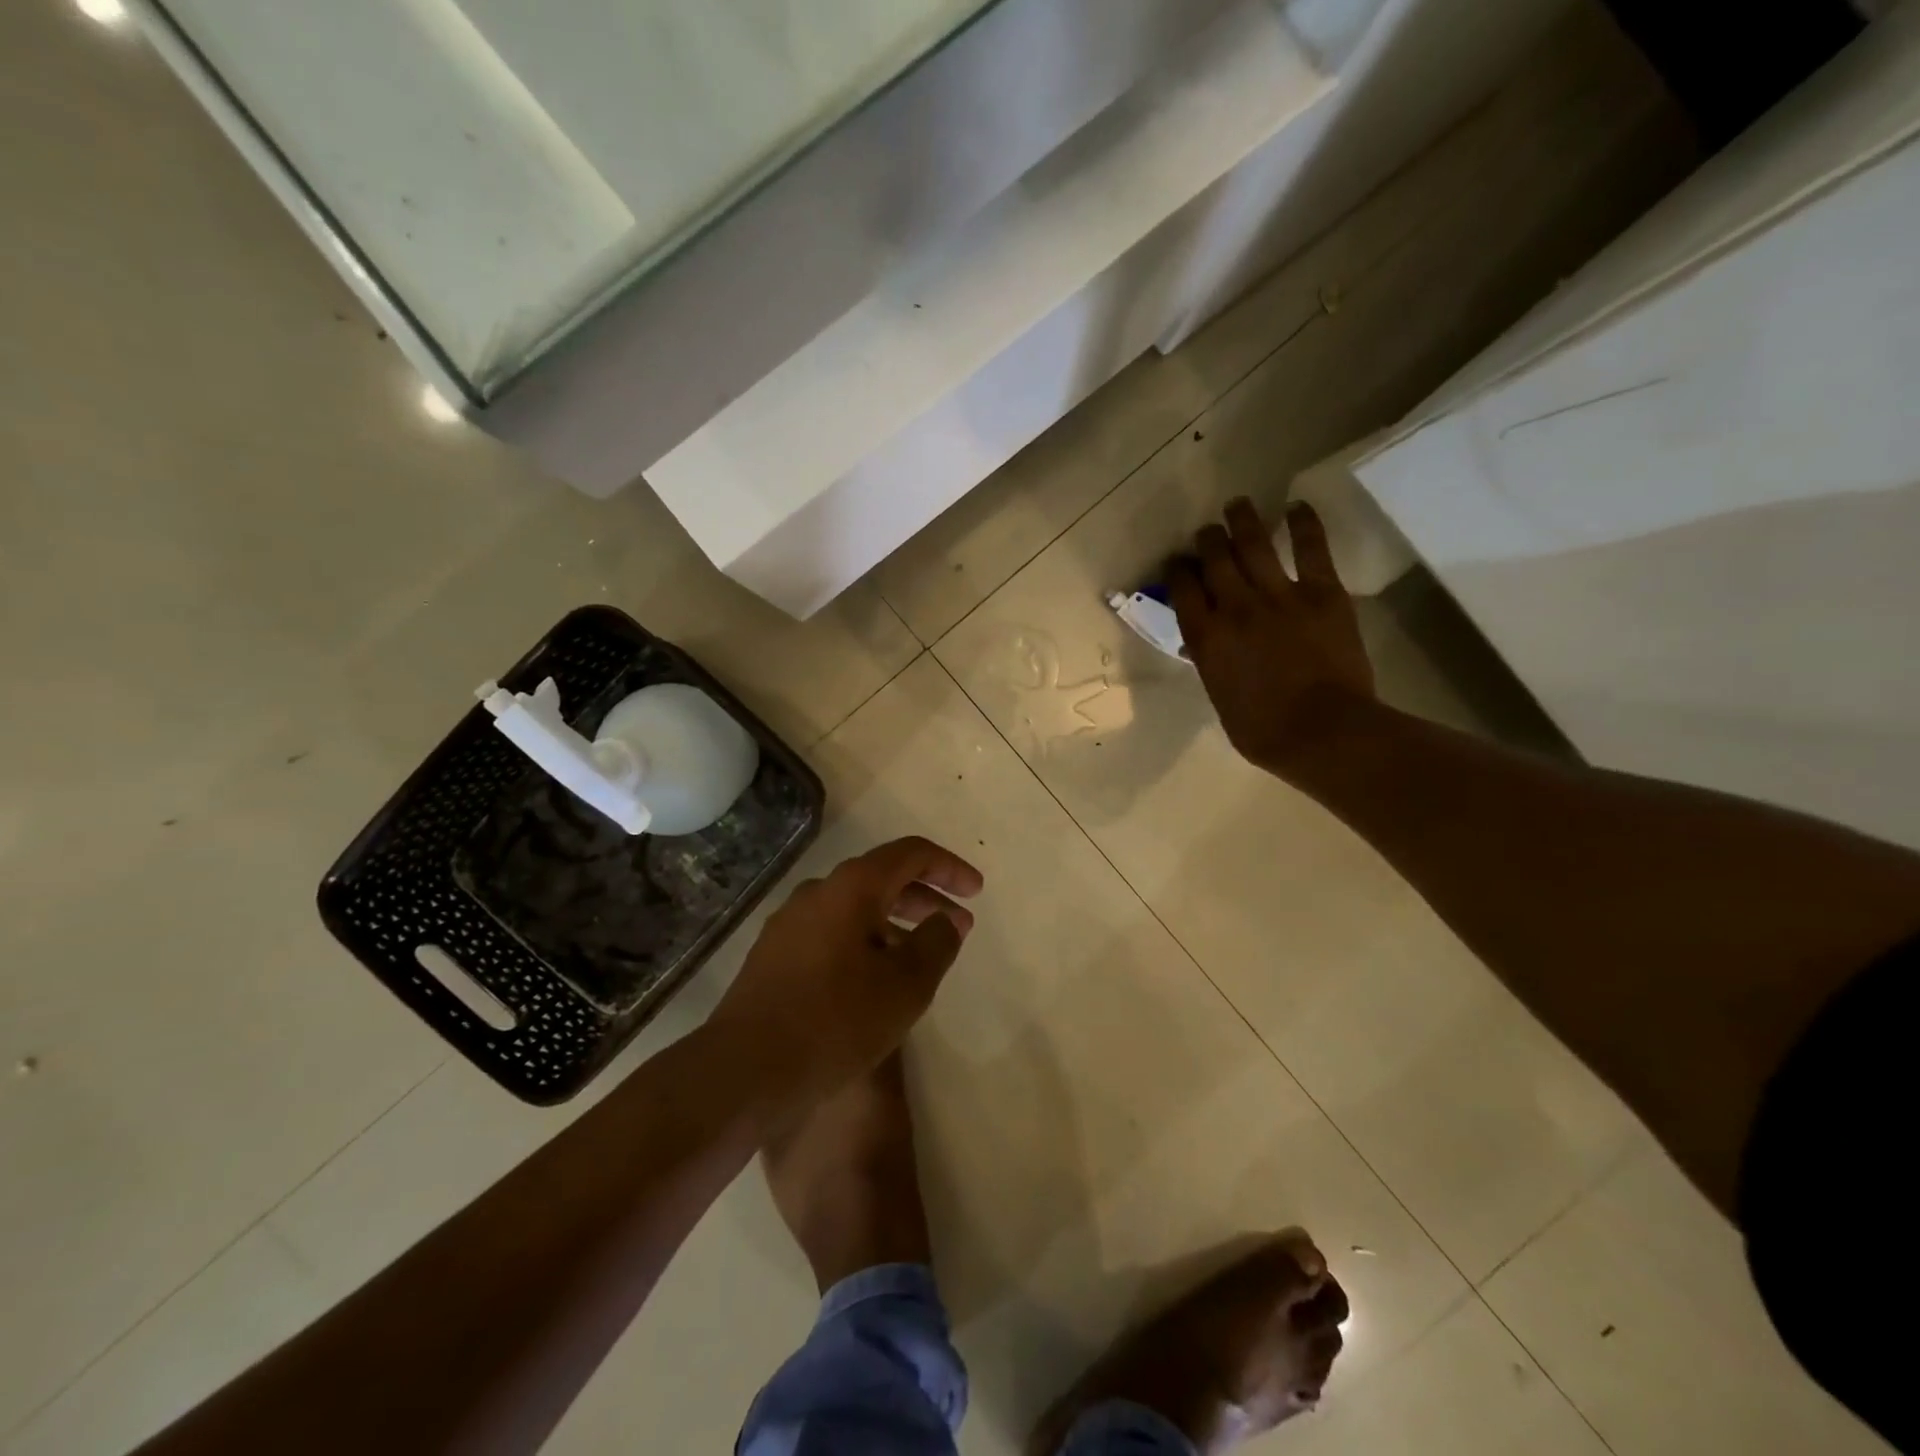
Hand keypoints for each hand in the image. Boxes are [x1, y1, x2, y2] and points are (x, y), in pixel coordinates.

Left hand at [708, 837, 983, 1113]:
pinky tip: (875, 978)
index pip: (910, 854)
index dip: (949, 867)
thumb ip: (936, 943)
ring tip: (921, 954)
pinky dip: (865, 941)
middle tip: (957, 924)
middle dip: (925, 897)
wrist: (745, 1070)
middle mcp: (817, 892)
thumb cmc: (836, 1020)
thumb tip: (946, 919)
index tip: (976, 892)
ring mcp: (790, 923)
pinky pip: (832, 933)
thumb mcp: (906, 985)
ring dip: (895, 921)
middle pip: (881, 878)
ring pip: (855, 908)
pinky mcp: (774, 955)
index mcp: (851, 887)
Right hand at [1168, 499, 1375, 776]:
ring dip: (1243, 520)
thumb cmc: (1263, 731)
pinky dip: (1303, 524)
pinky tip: (1296, 506)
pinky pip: (1310, 549)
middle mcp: (1235, 607)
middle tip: (1207, 532)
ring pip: (1254, 545)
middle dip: (1207, 540)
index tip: (1178, 562)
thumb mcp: (1220, 697)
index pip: (1183, 588)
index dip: (1177, 570)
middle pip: (1214, 559)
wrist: (1323, 732)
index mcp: (1206, 637)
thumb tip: (1208, 645)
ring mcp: (1279, 596)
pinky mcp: (1321, 593)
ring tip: (1237, 504)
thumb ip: (1212, 663)